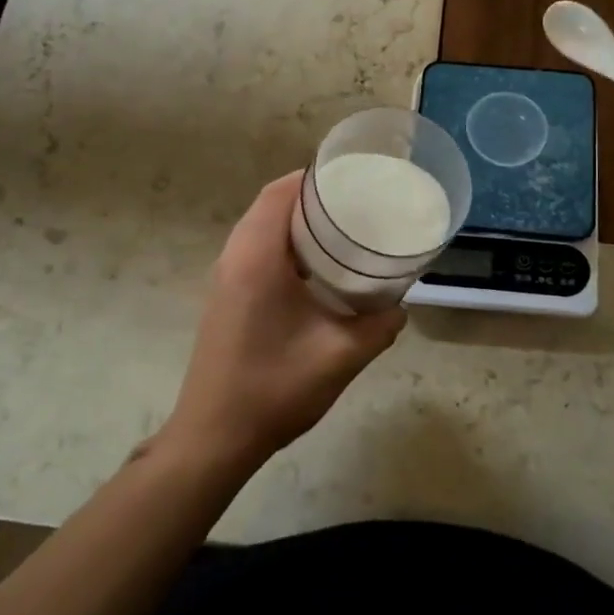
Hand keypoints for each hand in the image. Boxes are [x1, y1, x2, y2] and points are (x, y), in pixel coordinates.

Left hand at [164, 173, 405, 472]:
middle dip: (311, 197)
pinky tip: (316, 271)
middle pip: (270, 205)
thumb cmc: (274, 389)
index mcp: (256, 257)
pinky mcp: (225, 297)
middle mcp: (234, 257)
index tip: (353, 178)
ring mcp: (224, 278)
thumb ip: (379, 326)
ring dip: (296, 223)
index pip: (280, 193)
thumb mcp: (341, 356)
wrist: (214, 437)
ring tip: (342, 232)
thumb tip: (399, 307)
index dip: (313, 178)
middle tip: (356, 204)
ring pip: (261, 228)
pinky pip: (255, 251)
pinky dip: (284, 245)